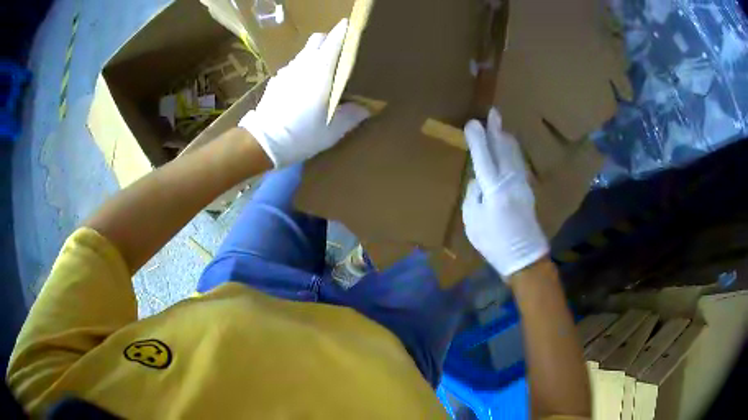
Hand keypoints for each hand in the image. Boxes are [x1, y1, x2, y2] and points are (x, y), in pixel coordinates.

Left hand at [239, 19, 369, 167]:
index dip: (345, 31)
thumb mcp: (333, 131)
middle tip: (340, 54)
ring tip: (322, 72)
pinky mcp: (276, 80)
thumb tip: (367, 107)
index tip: (354, 31)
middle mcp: (304, 63)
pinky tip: (302, 87)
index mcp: (321, 70)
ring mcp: (287, 70)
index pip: (334, 39)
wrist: (262, 143)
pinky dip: (301, 68)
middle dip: (330, 40)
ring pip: (304, 51)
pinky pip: (293, 66)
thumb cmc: (301, 135)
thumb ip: (352, 115)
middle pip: (318, 39)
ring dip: (315, 54)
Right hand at [462, 108, 548, 278]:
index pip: (484, 157)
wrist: (525, 257)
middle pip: (503, 150)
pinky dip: (513, 152)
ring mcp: (522, 185)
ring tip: (501, 126)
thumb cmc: (494, 243)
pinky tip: (511, 148)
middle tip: (494, 113)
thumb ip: (474, 196)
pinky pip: (519, 164)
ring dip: (506, 139)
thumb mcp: (473, 222)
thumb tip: (478, 180)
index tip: (472, 123)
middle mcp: (510, 181)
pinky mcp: (528, 190)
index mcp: (494, 189)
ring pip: (514, 155)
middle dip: (497, 130)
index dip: (477, 139)